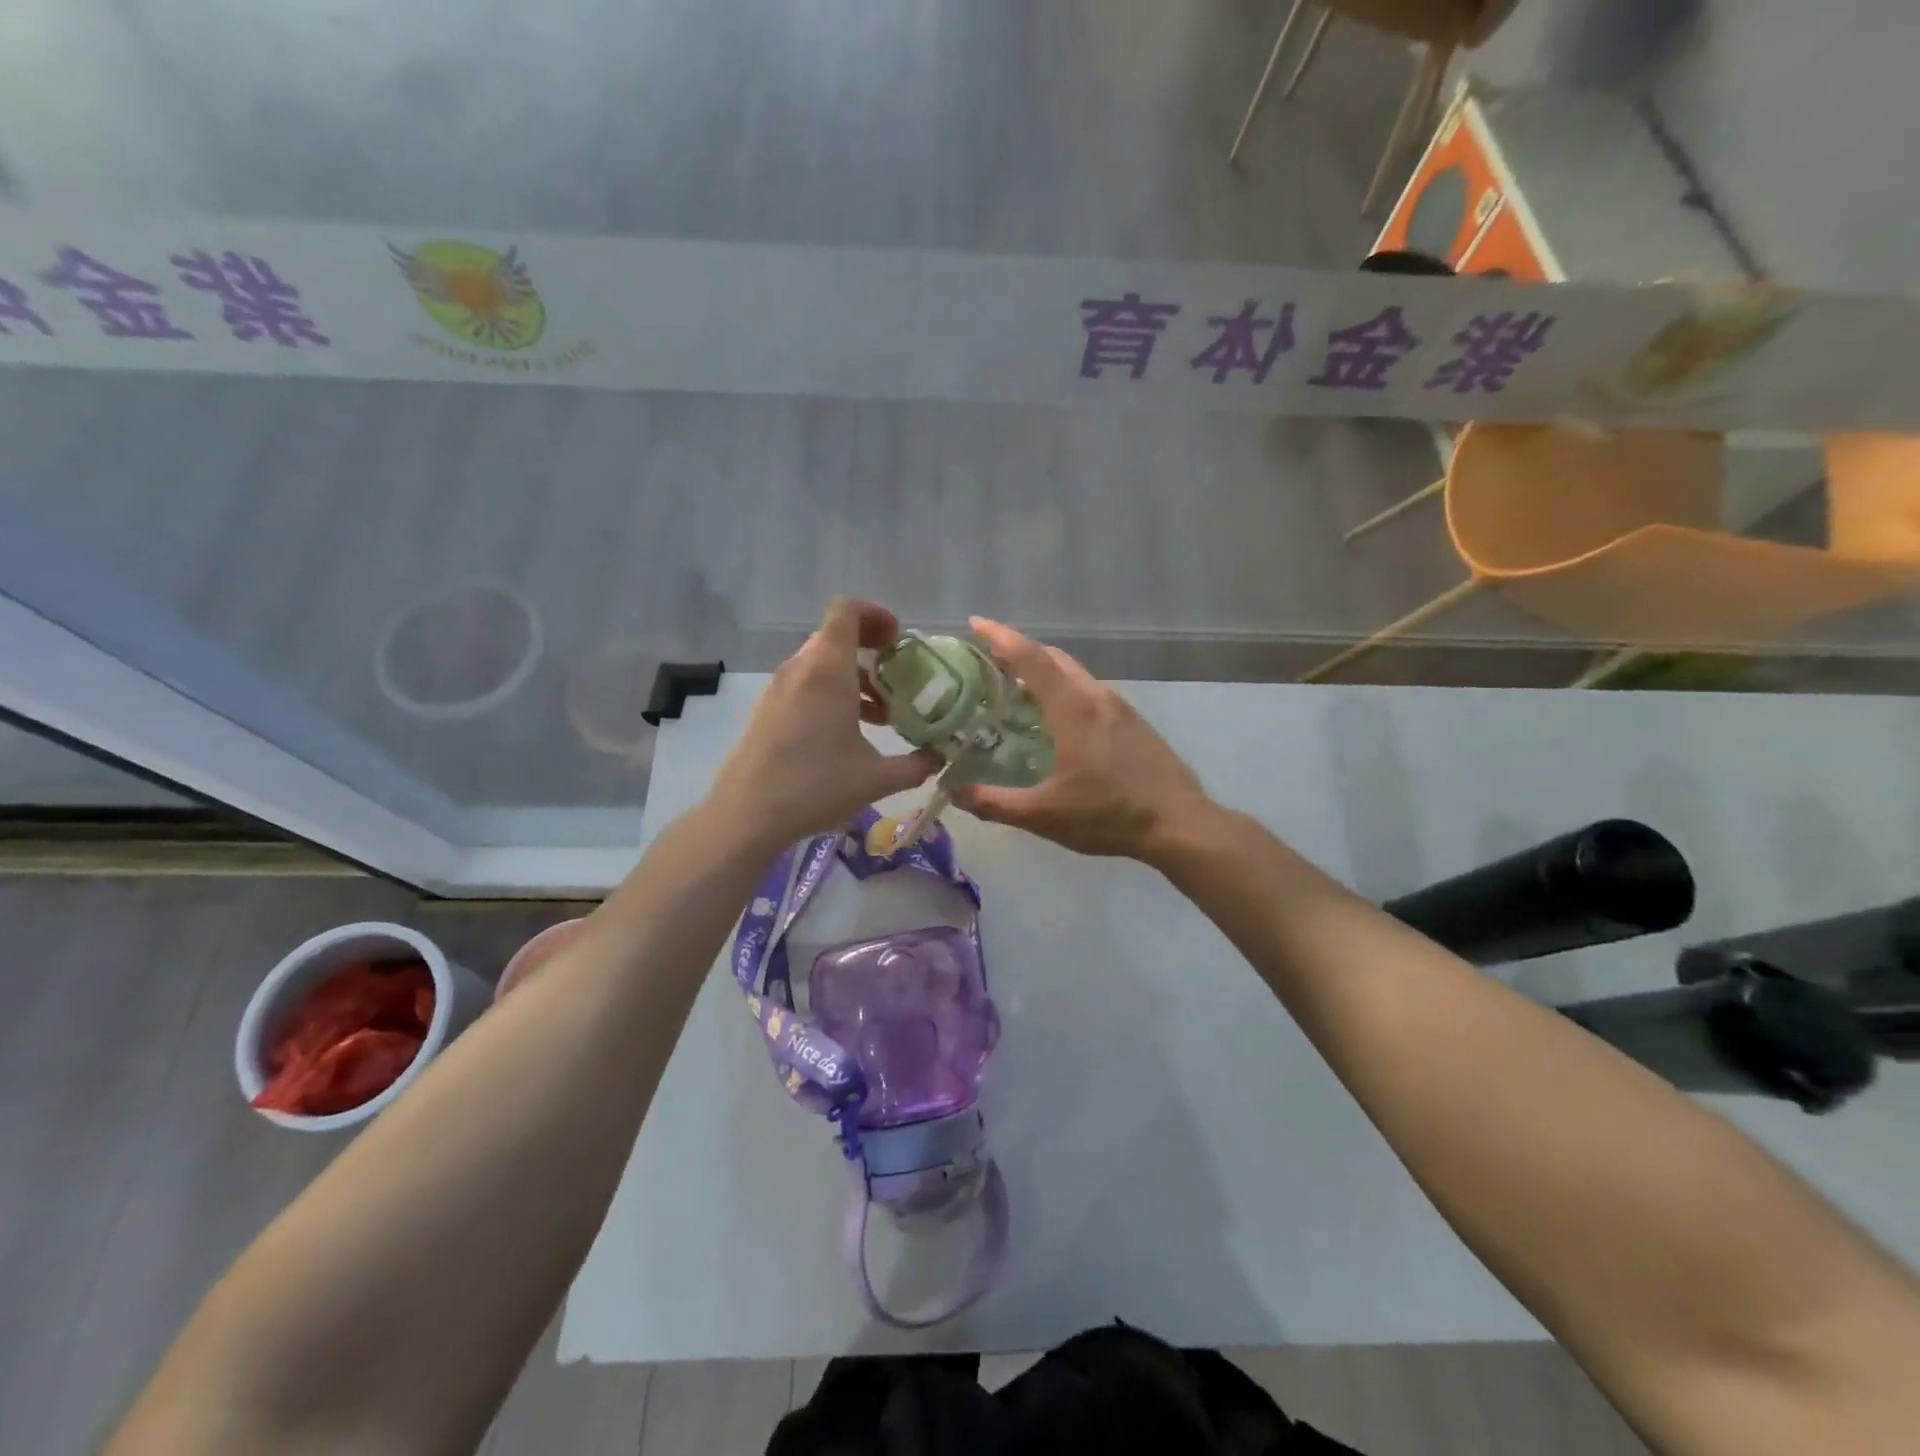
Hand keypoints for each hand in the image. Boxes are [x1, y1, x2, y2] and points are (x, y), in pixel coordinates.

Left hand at [707, 599, 940, 847]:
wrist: (746, 815)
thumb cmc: (815, 786)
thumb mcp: (876, 779)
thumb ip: (915, 765)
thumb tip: (940, 758)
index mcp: (827, 670)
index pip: (847, 610)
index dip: (876, 614)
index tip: (898, 640)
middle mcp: (800, 668)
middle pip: (836, 636)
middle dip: (870, 650)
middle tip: (897, 678)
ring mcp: (779, 688)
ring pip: (820, 662)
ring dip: (852, 676)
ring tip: (879, 714)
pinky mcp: (767, 709)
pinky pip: (805, 683)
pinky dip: (830, 692)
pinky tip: (846, 733)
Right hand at [950, 617, 1214, 860]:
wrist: (1179, 824)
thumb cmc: (1109, 815)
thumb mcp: (1044, 815)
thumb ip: (995, 803)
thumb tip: (954, 794)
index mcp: (1073, 708)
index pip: (1030, 658)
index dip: (1000, 637)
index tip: (975, 622)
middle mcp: (1096, 696)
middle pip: (1053, 658)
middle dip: (1019, 650)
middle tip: (987, 662)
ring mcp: (1120, 707)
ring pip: (1074, 674)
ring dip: (1043, 672)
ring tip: (1015, 691)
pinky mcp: (1134, 722)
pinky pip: (1090, 692)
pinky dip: (1064, 691)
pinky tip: (1056, 721)